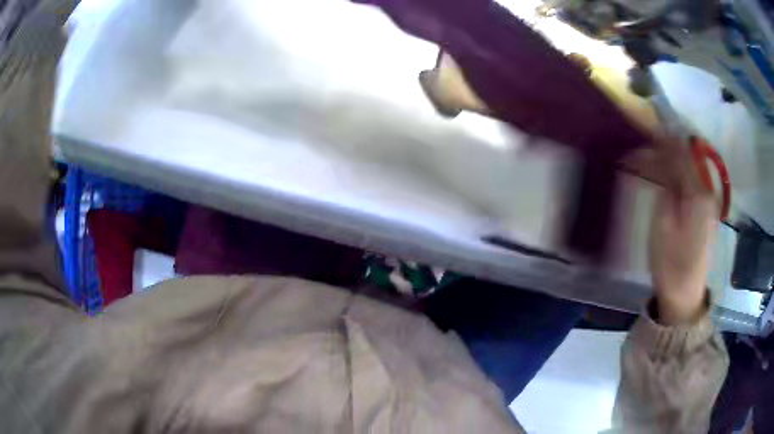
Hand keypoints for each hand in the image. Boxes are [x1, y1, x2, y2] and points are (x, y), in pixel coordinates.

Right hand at [648, 140, 716, 324]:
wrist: (685, 296)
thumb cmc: (670, 264)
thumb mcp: (662, 225)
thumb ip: (665, 187)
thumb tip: (663, 161)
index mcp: (698, 196)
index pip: (681, 156)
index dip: (664, 140)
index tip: (647, 128)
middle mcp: (708, 193)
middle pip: (688, 159)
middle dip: (669, 146)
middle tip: (648, 139)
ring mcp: (709, 203)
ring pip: (691, 169)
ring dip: (674, 158)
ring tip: (656, 152)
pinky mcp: (706, 212)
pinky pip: (693, 181)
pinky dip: (681, 172)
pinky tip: (670, 172)